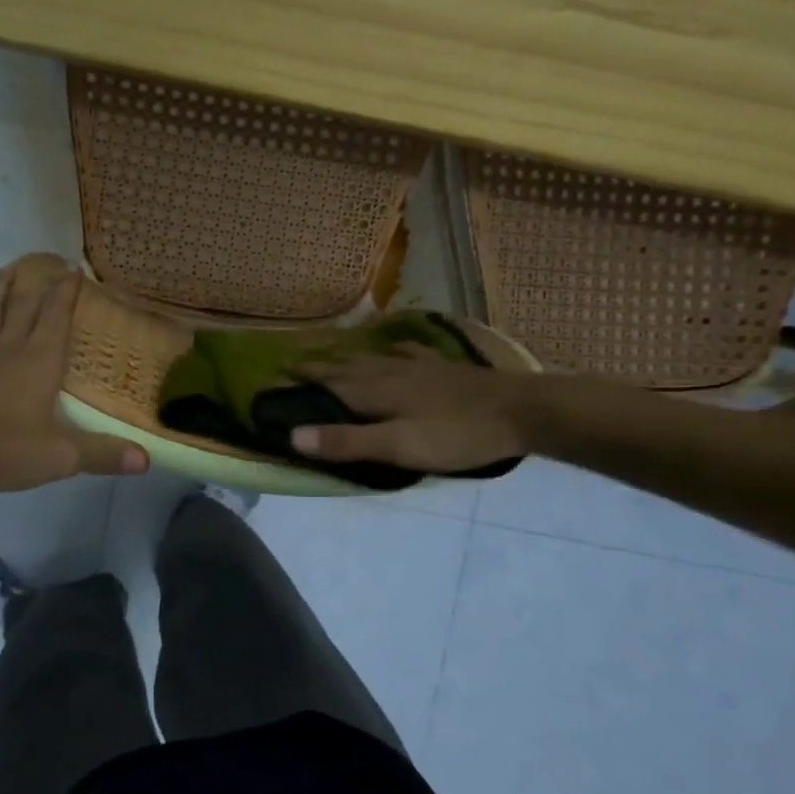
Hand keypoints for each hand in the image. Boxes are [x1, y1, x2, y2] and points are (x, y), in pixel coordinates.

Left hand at [0, 262, 148, 494]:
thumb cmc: (3, 451)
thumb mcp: (61, 457)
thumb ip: (103, 454)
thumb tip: (146, 460)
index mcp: (38, 361)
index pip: (56, 316)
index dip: (67, 291)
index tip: (74, 268)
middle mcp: (6, 347)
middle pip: (22, 305)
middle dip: (37, 282)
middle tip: (45, 262)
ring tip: (6, 271)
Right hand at [291, 346, 543, 472]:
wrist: (521, 410)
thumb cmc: (455, 434)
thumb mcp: (397, 446)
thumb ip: (346, 441)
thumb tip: (292, 435)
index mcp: (374, 390)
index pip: (326, 381)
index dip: (299, 377)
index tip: (273, 374)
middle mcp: (389, 371)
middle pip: (344, 365)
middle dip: (316, 364)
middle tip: (292, 363)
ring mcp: (418, 366)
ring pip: (371, 357)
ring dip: (345, 356)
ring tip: (330, 354)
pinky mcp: (442, 368)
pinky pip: (406, 352)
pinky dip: (389, 349)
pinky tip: (393, 347)